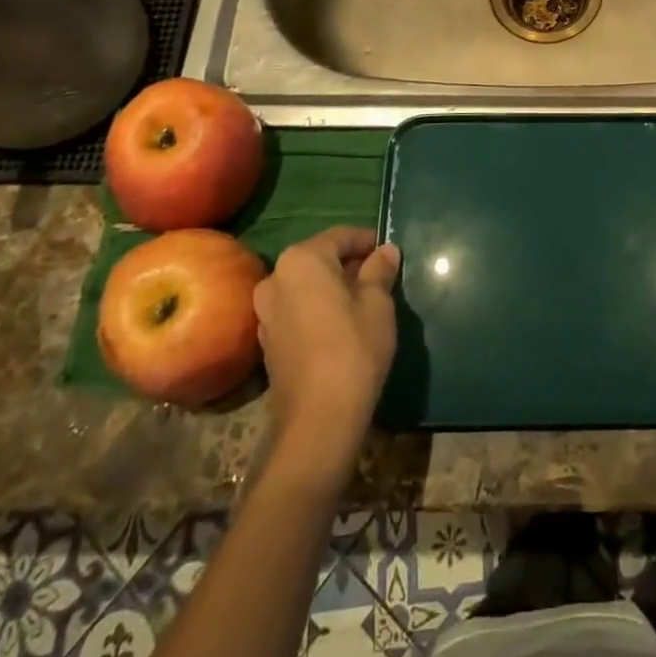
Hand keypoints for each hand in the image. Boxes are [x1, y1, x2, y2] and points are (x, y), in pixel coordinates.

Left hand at [253, 227, 399, 473]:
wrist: (318, 420)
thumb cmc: (353, 348)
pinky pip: (297, 310)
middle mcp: (276, 278)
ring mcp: (266, 311)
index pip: (341, 236)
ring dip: (333, 288)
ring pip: (307, 286)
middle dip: (349, 265)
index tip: (389, 253)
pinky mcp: (267, 341)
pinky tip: (341, 326)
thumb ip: (379, 270)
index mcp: (302, 259)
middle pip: (320, 259)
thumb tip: (386, 251)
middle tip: (380, 278)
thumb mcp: (378, 303)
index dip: (368, 242)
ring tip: (364, 303)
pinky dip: (318, 309)